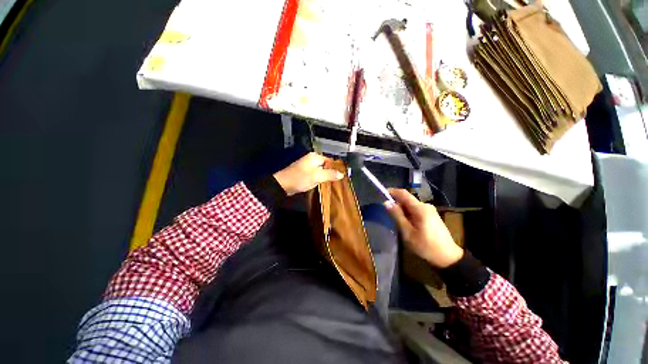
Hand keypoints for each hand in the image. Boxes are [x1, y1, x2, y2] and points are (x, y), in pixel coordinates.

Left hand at [273, 152, 343, 195]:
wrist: (283, 185)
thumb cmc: (300, 178)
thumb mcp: (317, 176)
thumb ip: (330, 174)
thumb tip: (341, 174)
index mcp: (315, 157)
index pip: (330, 160)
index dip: (336, 167)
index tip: (342, 175)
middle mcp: (311, 159)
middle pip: (325, 165)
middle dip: (331, 172)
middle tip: (337, 181)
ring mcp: (307, 166)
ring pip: (320, 170)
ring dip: (325, 176)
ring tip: (331, 183)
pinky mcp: (304, 172)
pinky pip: (315, 174)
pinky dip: (318, 178)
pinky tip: (321, 183)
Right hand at [385, 189, 462, 267]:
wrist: (448, 257)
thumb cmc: (426, 246)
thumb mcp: (407, 232)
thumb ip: (397, 216)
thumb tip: (386, 202)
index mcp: (420, 208)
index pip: (403, 193)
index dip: (391, 192)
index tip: (381, 195)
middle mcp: (425, 205)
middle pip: (406, 199)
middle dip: (396, 204)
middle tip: (389, 216)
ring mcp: (430, 210)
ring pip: (410, 205)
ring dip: (402, 210)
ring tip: (398, 223)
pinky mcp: (431, 215)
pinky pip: (416, 210)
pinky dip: (408, 214)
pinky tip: (407, 225)